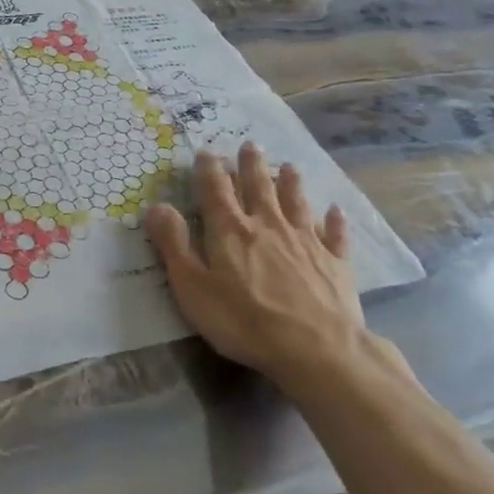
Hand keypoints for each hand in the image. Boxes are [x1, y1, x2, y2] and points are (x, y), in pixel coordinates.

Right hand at [144, 144, 411, 402]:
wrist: (316, 348)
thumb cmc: (244, 321)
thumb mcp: (193, 287)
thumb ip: (174, 245)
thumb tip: (157, 206)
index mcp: (231, 230)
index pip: (216, 190)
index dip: (210, 169)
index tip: (207, 151)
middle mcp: (268, 225)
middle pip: (259, 187)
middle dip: (251, 165)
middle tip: (250, 145)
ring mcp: (306, 241)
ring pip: (296, 202)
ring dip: (291, 182)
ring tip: (288, 166)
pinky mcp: (335, 262)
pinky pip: (334, 234)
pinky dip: (333, 220)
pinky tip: (335, 210)